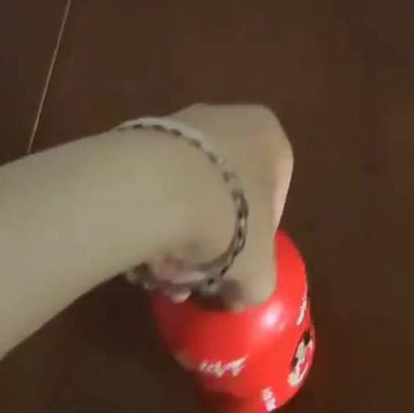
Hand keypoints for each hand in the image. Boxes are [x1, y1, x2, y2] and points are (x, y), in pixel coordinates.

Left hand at [139, 103, 293, 309]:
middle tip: (195, 275)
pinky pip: (153, 184)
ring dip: (177, 233)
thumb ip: (259, 282)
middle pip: (226, 190)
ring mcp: (181, 123)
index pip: (275, 191)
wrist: (156, 187)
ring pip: (188, 189)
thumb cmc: (229, 216)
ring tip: (161, 271)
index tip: (241, 263)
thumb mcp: (259, 267)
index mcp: (268, 133)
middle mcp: (228, 117)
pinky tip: (139, 250)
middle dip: (212, 237)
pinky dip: (149, 216)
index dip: (259, 236)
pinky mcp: (138, 136)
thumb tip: (240, 294)